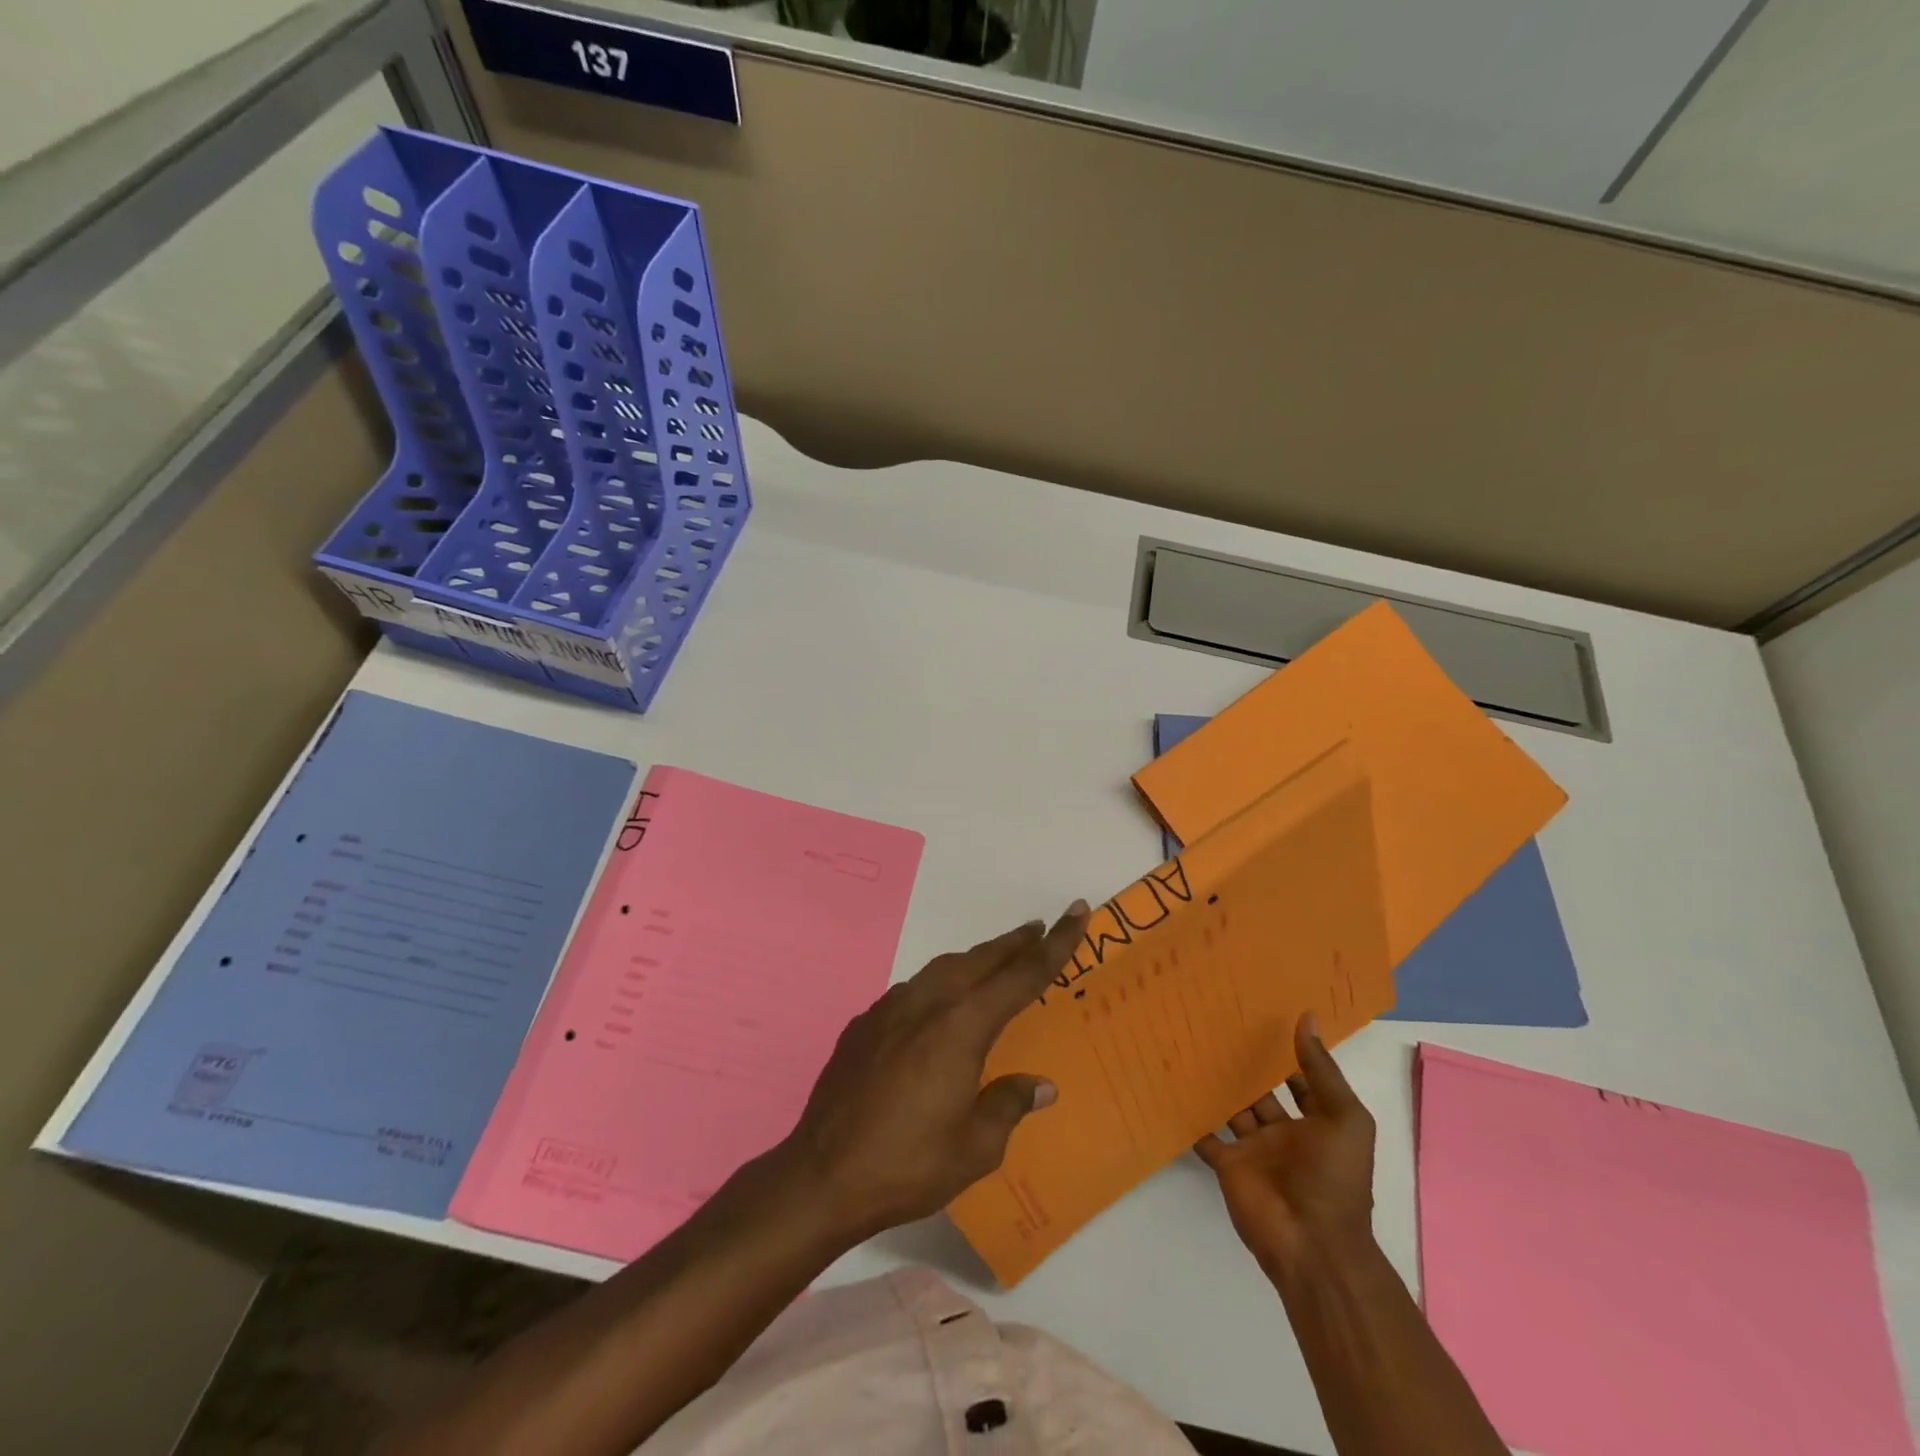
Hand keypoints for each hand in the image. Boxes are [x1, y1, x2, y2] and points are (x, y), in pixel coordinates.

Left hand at [778, 902, 1090, 1240]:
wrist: (821, 1175)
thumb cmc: (908, 1165)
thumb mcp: (975, 1148)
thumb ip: (1008, 1105)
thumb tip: (1038, 1085)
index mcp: (961, 1026)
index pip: (1021, 975)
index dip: (1055, 943)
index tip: (1077, 911)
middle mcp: (926, 1003)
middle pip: (980, 960)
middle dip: (1014, 943)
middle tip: (1039, 931)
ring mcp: (889, 1008)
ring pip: (943, 968)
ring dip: (975, 961)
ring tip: (996, 962)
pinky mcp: (864, 1023)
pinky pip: (913, 990)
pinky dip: (939, 985)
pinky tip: (940, 1007)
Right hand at [1195, 1013, 1376, 1276]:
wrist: (1312, 1243)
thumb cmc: (1335, 1178)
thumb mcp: (1345, 1118)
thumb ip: (1322, 1070)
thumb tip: (1308, 1017)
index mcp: (1316, 1122)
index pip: (1297, 1080)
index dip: (1285, 1054)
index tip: (1260, 1019)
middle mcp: (1283, 1132)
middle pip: (1259, 1091)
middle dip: (1244, 1065)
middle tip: (1215, 1024)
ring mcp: (1253, 1148)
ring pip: (1231, 1108)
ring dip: (1215, 1084)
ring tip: (1190, 1044)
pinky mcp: (1228, 1163)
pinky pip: (1205, 1135)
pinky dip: (1191, 1117)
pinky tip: (1172, 1087)